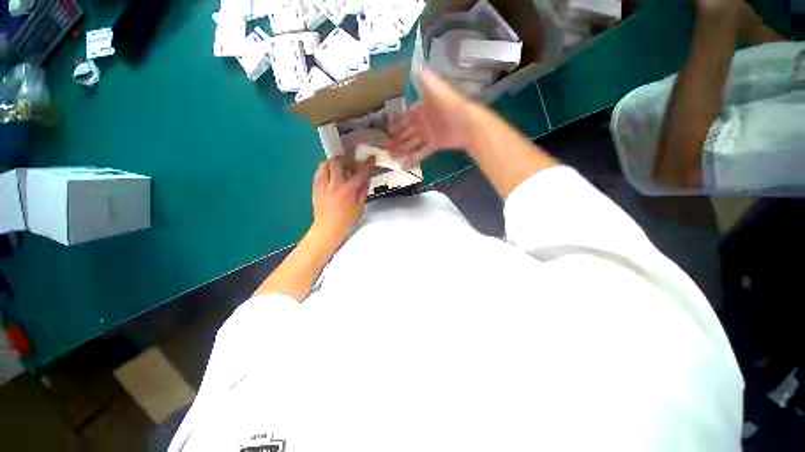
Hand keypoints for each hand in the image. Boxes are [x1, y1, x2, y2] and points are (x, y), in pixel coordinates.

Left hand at [312, 156, 375, 245]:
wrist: (327, 229)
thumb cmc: (346, 221)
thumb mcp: (359, 208)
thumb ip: (363, 192)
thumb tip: (365, 180)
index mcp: (348, 190)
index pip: (360, 173)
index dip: (367, 164)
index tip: (371, 158)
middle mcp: (334, 184)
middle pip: (338, 162)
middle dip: (346, 159)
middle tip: (351, 164)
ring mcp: (322, 185)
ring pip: (325, 164)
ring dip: (334, 163)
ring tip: (339, 168)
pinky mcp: (315, 188)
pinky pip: (318, 172)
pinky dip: (325, 169)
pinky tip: (330, 175)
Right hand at [388, 71, 481, 167]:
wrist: (468, 124)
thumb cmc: (452, 105)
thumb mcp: (439, 89)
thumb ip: (428, 81)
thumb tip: (415, 66)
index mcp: (422, 108)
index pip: (406, 116)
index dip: (396, 122)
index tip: (387, 129)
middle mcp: (424, 122)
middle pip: (407, 131)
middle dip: (396, 138)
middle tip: (386, 146)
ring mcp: (429, 134)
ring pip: (412, 143)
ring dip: (402, 149)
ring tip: (391, 157)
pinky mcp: (435, 145)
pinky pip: (422, 152)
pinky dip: (413, 157)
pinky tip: (404, 164)